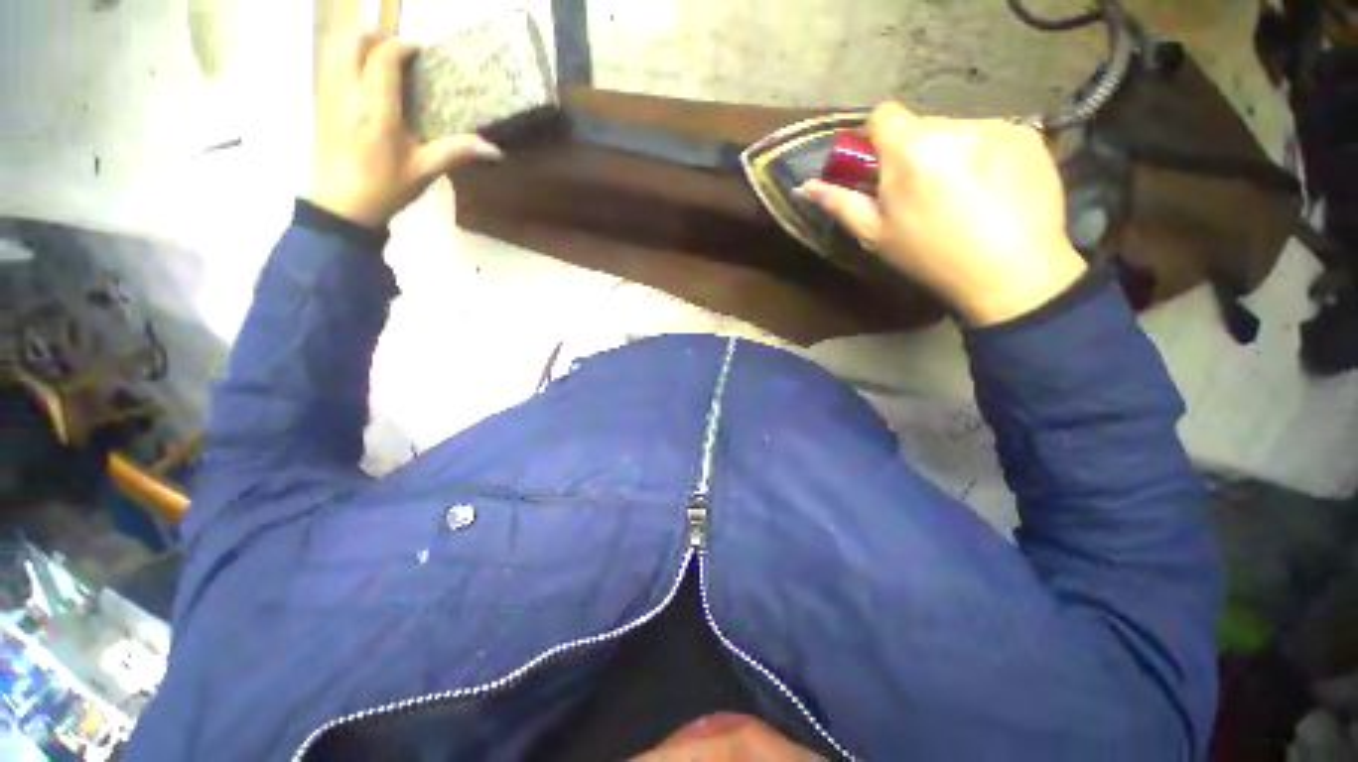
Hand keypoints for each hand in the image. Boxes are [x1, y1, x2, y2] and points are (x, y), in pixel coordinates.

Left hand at [310, 33, 501, 228]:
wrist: (343, 204)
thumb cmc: (386, 188)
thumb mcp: (425, 171)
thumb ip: (456, 152)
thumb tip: (494, 150)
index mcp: (377, 109)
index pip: (384, 58)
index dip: (404, 47)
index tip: (422, 53)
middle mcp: (349, 94)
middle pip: (356, 42)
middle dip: (379, 39)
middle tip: (402, 54)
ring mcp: (331, 96)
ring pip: (340, 50)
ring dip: (363, 48)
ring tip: (386, 64)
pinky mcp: (323, 103)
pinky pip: (334, 66)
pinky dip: (351, 62)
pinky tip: (368, 81)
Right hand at [801, 103, 1086, 325]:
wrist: (1010, 271)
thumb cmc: (929, 256)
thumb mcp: (875, 235)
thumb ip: (840, 204)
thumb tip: (806, 186)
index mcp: (909, 149)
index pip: (884, 114)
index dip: (877, 139)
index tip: (882, 170)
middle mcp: (952, 125)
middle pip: (921, 126)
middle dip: (913, 152)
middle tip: (921, 194)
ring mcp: (995, 127)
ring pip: (957, 131)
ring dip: (949, 155)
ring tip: (960, 197)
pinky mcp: (1028, 135)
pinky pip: (992, 136)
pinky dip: (985, 156)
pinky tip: (991, 191)